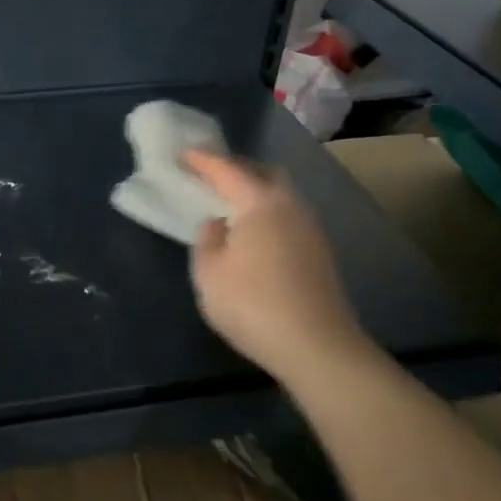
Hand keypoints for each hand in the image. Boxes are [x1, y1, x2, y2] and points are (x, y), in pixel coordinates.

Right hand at [182, 151, 370, 387]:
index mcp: (259, 202)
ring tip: (229, 204)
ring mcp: (310, 228)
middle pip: (263, 172)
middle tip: (210, 175)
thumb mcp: (209, 274)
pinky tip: (254, 233)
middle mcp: (290, 205)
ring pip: (280, 194)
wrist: (317, 347)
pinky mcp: (319, 251)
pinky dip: (267, 212)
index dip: (202, 160)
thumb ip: (207, 240)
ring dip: (255, 191)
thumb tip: (218, 225)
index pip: (226, 169)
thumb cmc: (253, 305)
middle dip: (236, 168)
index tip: (182, 153)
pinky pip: (288, 215)